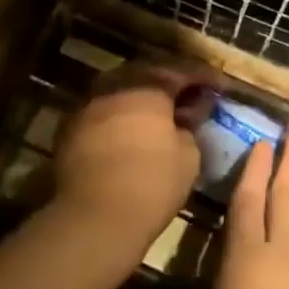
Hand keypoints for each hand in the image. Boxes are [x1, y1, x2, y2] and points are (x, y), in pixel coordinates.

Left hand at [51, 63, 214, 256]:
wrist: (93, 218)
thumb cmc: (151, 184)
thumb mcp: (188, 157)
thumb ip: (189, 128)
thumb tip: (183, 121)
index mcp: (148, 86)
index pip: (182, 70)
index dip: (204, 76)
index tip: (220, 85)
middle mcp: (115, 86)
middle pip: (147, 73)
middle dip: (170, 81)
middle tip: (189, 95)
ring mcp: (87, 105)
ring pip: (120, 89)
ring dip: (141, 97)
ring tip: (159, 114)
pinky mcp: (69, 129)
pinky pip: (102, 111)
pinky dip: (119, 115)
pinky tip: (129, 132)